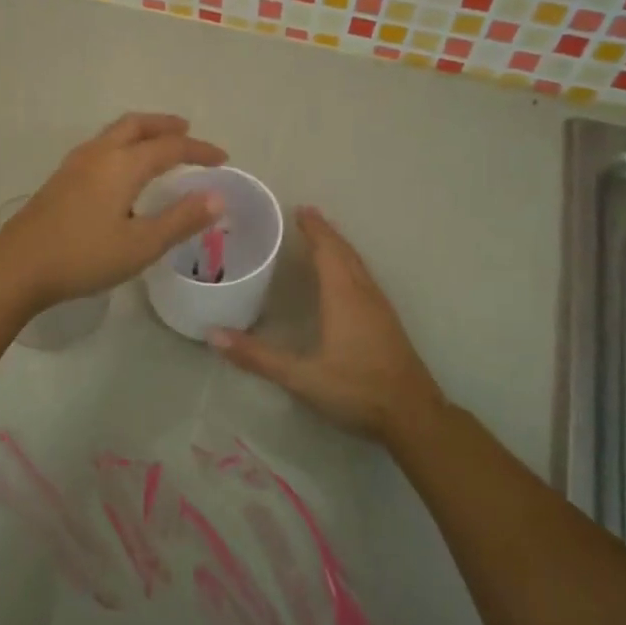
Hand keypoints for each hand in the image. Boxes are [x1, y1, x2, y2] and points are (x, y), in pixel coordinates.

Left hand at [0, 113, 226, 309]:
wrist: (17, 267)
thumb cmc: (83, 257)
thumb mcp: (140, 245)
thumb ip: (180, 219)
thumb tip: (217, 197)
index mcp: (122, 164)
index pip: (170, 146)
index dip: (199, 150)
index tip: (222, 159)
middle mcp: (98, 153)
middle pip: (137, 125)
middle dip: (166, 125)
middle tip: (188, 132)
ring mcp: (74, 164)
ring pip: (115, 133)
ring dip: (142, 132)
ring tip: (159, 146)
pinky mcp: (60, 179)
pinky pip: (101, 146)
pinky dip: (123, 145)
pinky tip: (122, 171)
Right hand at [210, 207, 445, 445]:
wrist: (413, 415)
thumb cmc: (356, 389)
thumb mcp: (301, 377)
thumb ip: (257, 356)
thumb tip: (212, 334)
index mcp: (343, 297)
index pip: (327, 251)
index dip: (314, 229)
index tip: (299, 209)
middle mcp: (363, 294)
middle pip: (345, 252)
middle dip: (326, 232)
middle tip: (307, 215)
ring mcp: (380, 307)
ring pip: (358, 265)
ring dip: (340, 247)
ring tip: (324, 237)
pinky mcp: (387, 322)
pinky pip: (365, 278)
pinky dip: (350, 264)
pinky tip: (345, 276)